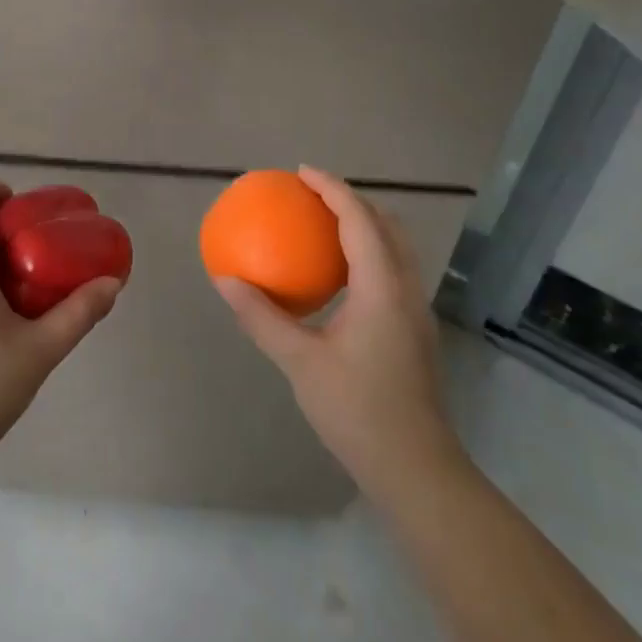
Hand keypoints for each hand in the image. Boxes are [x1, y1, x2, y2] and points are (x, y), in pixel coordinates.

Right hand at [215, 166, 466, 502]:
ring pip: (396, 247)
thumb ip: (261, 317)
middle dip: (352, 200)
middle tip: (312, 195)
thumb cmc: (357, 410)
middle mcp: (405, 288)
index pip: (359, 219)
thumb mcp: (299, 362)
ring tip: (324, 225)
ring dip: (364, 225)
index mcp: (381, 287)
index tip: (301, 172)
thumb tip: (225, 279)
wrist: (416, 469)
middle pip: (386, 224)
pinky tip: (338, 276)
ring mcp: (416, 310)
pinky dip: (368, 252)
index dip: (332, 188)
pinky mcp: (415, 329)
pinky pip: (393, 269)